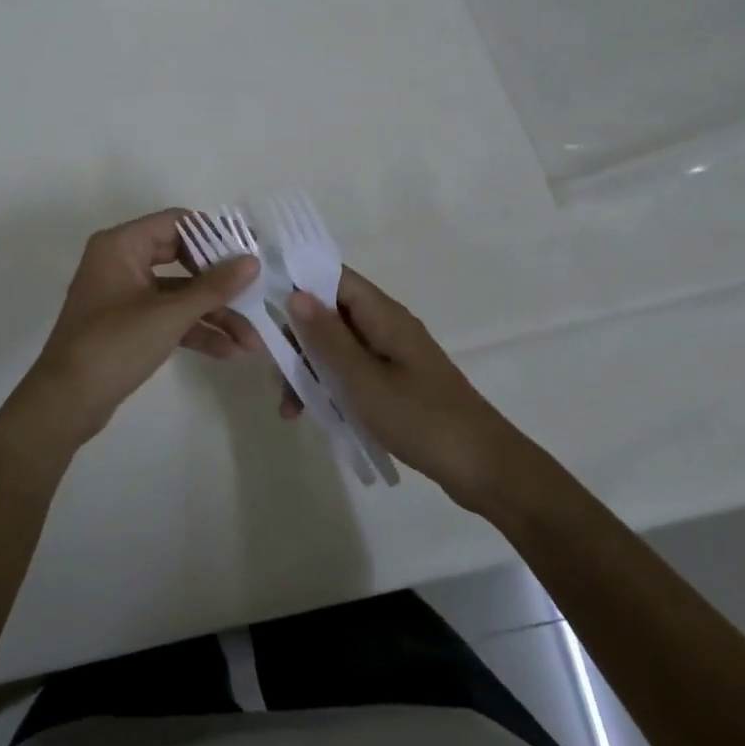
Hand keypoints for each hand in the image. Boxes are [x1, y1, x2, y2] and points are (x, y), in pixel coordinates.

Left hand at [9, 209, 260, 448]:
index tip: (249, 254)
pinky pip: (168, 316)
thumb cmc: (114, 345)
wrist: (66, 402)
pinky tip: (229, 351)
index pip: (178, 223)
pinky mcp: (129, 323)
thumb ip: (214, 287)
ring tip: (251, 341)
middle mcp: (122, 260)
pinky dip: (195, 330)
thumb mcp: (169, 315)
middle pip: (183, 258)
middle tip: (256, 295)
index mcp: (122, 244)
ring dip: (214, 314)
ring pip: (179, 293)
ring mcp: (125, 294)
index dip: (216, 236)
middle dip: (221, 284)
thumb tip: (252, 261)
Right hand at [287, 269, 519, 506]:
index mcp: (383, 315)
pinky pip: (353, 371)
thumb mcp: (362, 379)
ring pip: (338, 347)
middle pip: (331, 314)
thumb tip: (295, 294)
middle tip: (275, 372)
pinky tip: (315, 415)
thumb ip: (327, 337)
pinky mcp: (396, 382)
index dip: (298, 282)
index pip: (334, 277)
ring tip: (291, 410)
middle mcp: (387, 326)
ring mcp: (392, 355)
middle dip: (298, 339)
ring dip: (310, 370)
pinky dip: (331, 387)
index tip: (262, 303)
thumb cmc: (420, 417)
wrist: (483, 468)